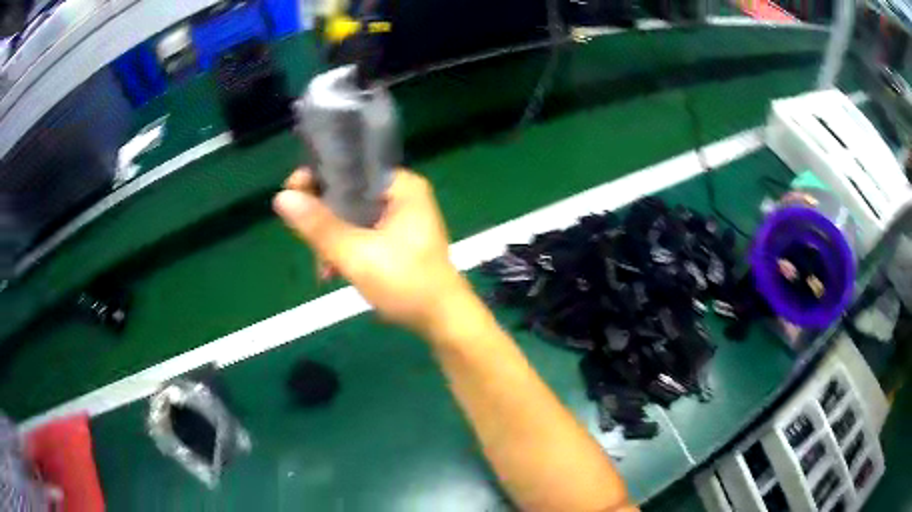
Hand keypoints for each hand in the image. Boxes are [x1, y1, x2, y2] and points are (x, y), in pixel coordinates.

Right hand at [273, 168, 471, 334]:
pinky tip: (333, 273)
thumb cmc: (405, 282)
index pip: (351, 168)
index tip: (291, 194)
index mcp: (401, 186)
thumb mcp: (356, 254)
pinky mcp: (397, 241)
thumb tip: (282, 197)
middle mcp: (402, 196)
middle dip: (324, 220)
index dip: (317, 178)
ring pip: (352, 218)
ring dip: (333, 241)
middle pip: (348, 194)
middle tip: (307, 241)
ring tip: (324, 268)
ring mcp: (401, 219)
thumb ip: (319, 225)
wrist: (442, 321)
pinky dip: (346, 251)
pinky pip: (362, 234)